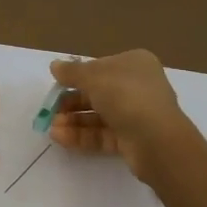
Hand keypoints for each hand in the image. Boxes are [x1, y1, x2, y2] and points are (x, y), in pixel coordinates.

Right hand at [47, 50, 189, 177]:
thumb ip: (72, 72)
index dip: (78, 76)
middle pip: (98, 93)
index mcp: (135, 65)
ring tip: (52, 127)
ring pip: (99, 115)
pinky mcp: (132, 140)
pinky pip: (103, 134)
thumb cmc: (126, 96)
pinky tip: (60, 138)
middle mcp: (138, 87)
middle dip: (71, 102)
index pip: (101, 67)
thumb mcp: (93, 77)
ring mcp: (136, 115)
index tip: (57, 85)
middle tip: (50, 111)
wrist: (156, 141)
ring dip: (74, 120)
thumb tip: (55, 65)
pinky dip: (82, 135)